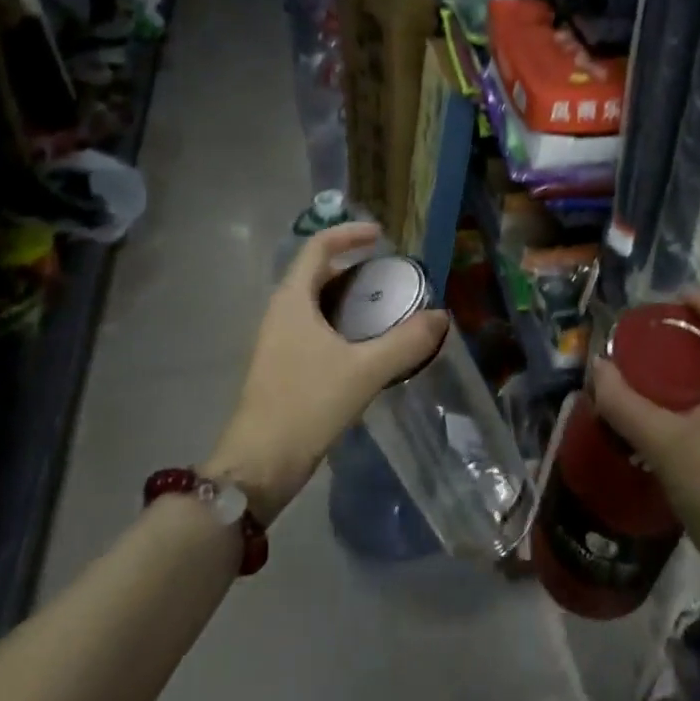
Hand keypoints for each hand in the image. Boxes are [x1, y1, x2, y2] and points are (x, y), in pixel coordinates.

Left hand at [204, 224, 447, 523]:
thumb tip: (441, 317)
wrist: (258, 466)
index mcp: (293, 301)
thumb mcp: (364, 371)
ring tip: (385, 308)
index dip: (348, 234)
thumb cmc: (306, 406)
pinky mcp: (282, 367)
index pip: (317, 247)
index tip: (381, 236)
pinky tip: (366, 347)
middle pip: (316, 273)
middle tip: (390, 276)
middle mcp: (280, 313)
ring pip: (315, 304)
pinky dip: (341, 324)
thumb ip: (406, 342)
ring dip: (348, 298)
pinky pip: (314, 329)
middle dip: (354, 267)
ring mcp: (278, 342)